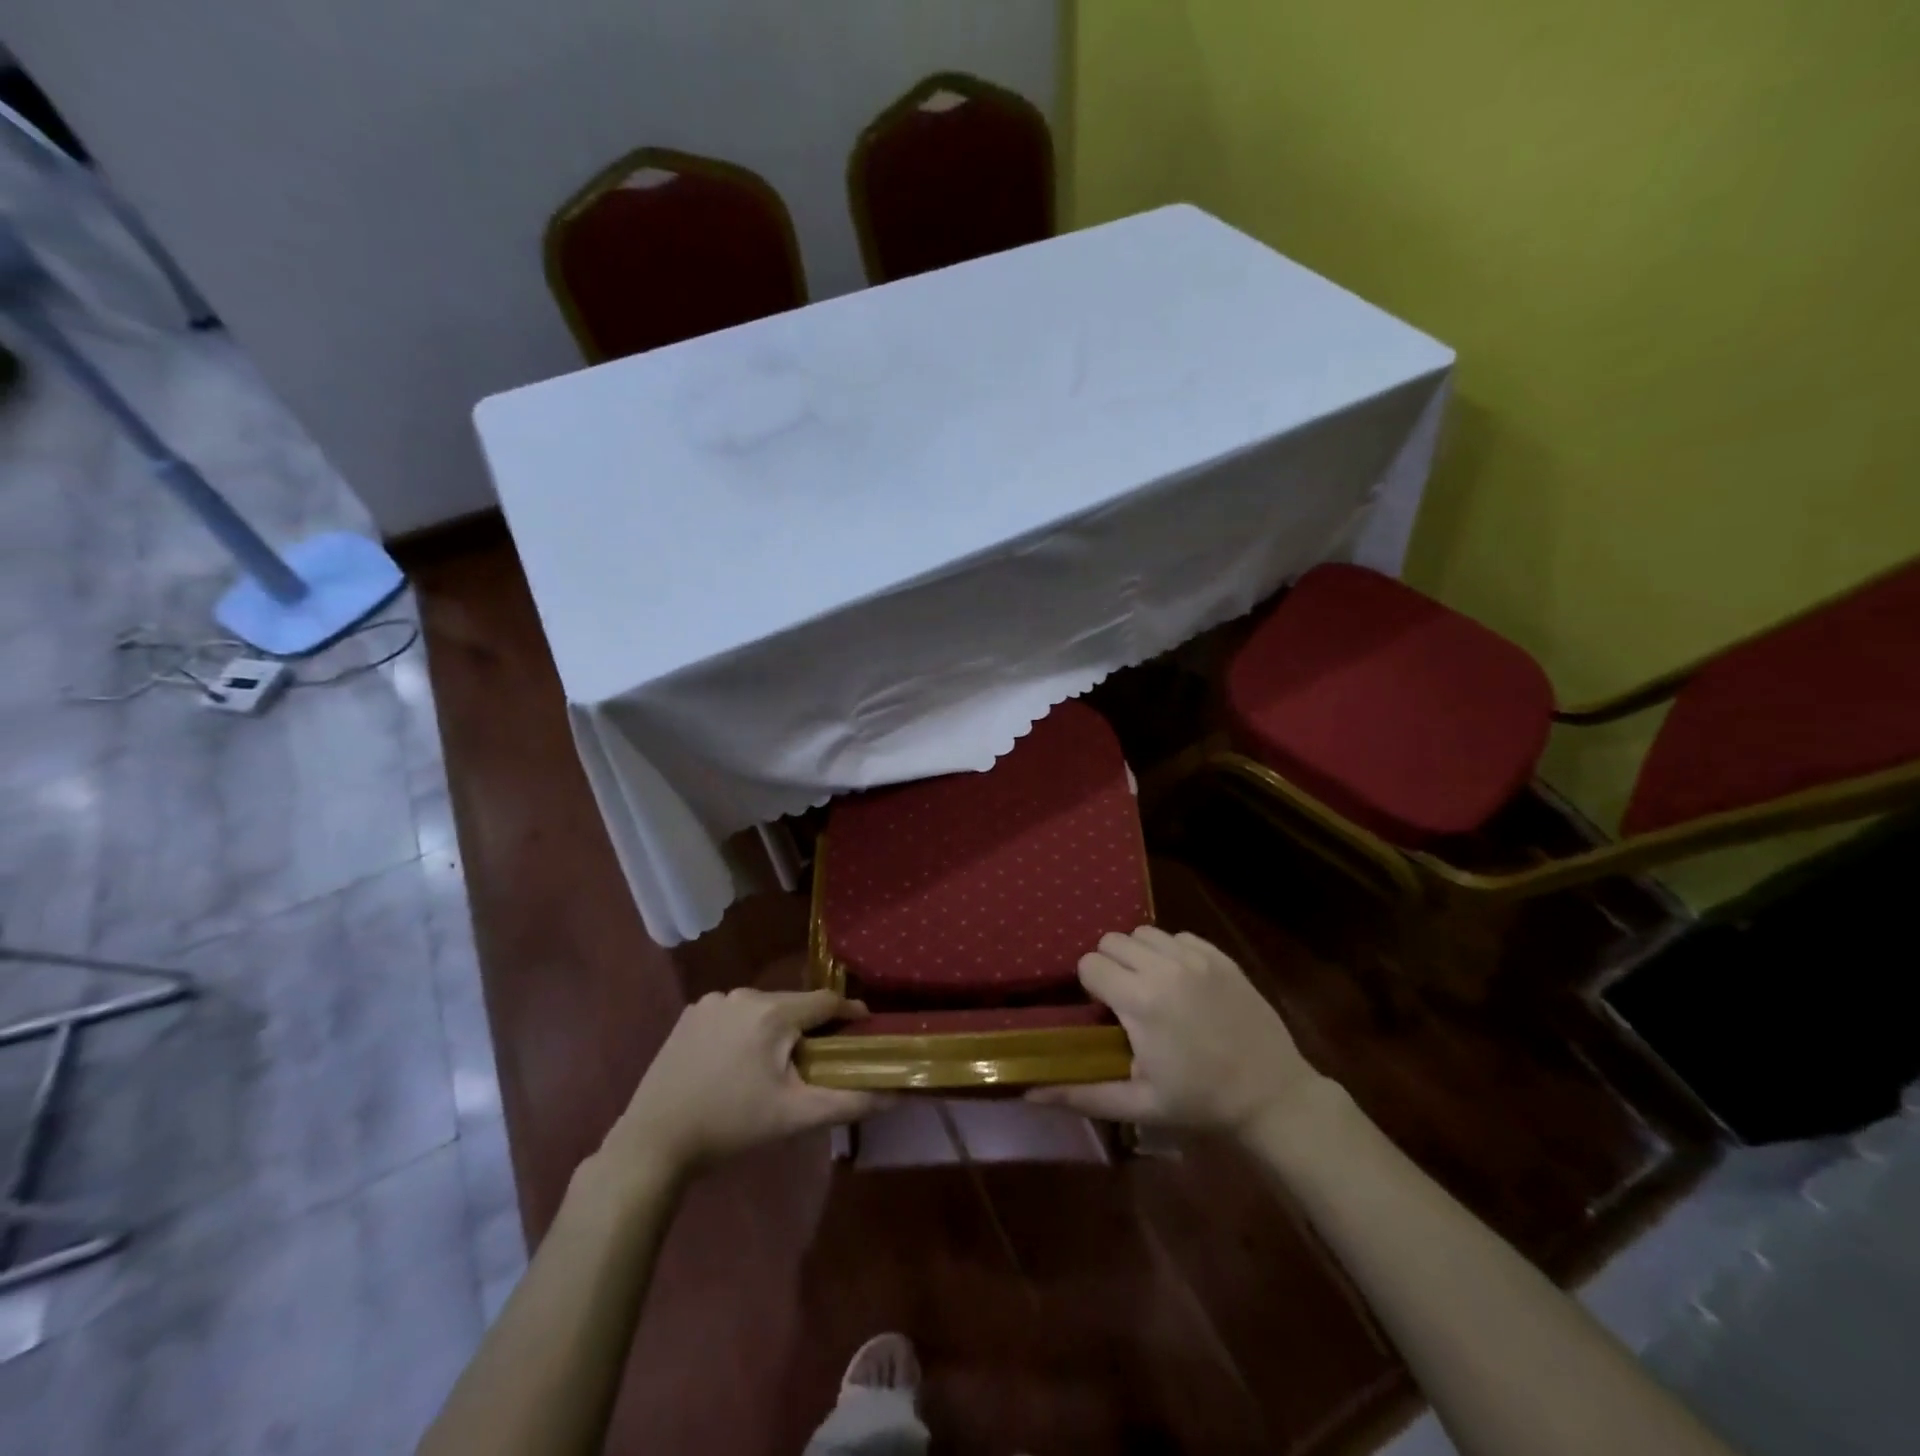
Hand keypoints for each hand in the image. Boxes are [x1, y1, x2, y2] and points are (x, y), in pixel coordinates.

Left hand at [602, 988, 886, 1180]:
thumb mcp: (796, 1116)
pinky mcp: (690, 1015)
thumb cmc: (732, 1126)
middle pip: (793, 1003)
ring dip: (775, 1028)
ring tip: (773, 1066)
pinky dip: (743, 1030)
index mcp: (774, 1012)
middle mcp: (744, 994)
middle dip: (809, 1026)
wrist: (654, 1142)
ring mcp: (713, 1001)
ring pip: (762, 1008)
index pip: (826, 1001)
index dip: (848, 1015)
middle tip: (816, 1060)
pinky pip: (733, 1013)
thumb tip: (898, 1093)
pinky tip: (735, 1062)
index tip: (863, 1030)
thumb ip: (850, 1101)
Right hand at [1030, 926, 1326, 1137]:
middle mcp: (1165, 968)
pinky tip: (1181, 982)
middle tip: (1125, 999)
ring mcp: (1197, 958)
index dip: (1091, 986)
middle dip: (1110, 966)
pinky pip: (1178, 936)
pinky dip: (1170, 952)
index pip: (1090, 963)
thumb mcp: (1139, 1104)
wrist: (1272, 1096)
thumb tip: (1029, 1093)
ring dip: (1138, 954)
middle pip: (1112, 940)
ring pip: (1144, 932)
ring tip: (1151, 987)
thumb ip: (1081, 1093)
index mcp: (1140, 1000)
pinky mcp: (1220, 956)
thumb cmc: (1200, 1102)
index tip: (1105, 1011)